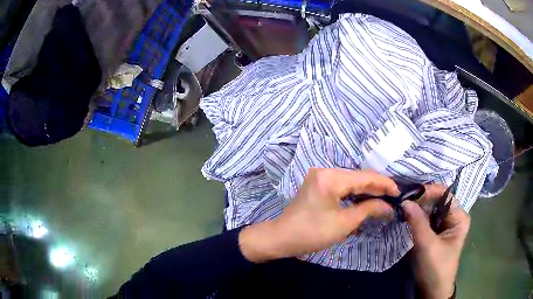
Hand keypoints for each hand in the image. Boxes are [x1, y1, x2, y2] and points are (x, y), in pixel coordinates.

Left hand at [239, 168, 398, 262]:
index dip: (384, 184)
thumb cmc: (313, 233)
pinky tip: (367, 199)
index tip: (399, 192)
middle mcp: (326, 171)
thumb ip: (369, 209)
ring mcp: (321, 177)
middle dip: (377, 187)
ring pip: (351, 181)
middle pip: (358, 177)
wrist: (282, 238)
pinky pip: (342, 186)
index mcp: (331, 177)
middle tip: (394, 197)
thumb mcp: (345, 223)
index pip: (365, 177)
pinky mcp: (319, 185)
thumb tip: (389, 207)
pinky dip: (355, 193)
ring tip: (385, 198)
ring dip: (367, 190)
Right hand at [401, 186, 470, 298]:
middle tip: (402, 202)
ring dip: (417, 209)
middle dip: (420, 201)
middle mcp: (454, 217)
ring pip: (430, 210)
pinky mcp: (436, 233)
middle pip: (437, 201)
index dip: (428, 192)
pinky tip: (406, 217)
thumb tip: (404, 201)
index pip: (444, 195)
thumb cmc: (435, 268)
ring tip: (402, 208)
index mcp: (459, 216)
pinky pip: (427, 220)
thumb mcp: (427, 245)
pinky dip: (417, 218)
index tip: (409, 196)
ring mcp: (445, 225)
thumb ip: (417, 222)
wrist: (433, 290)